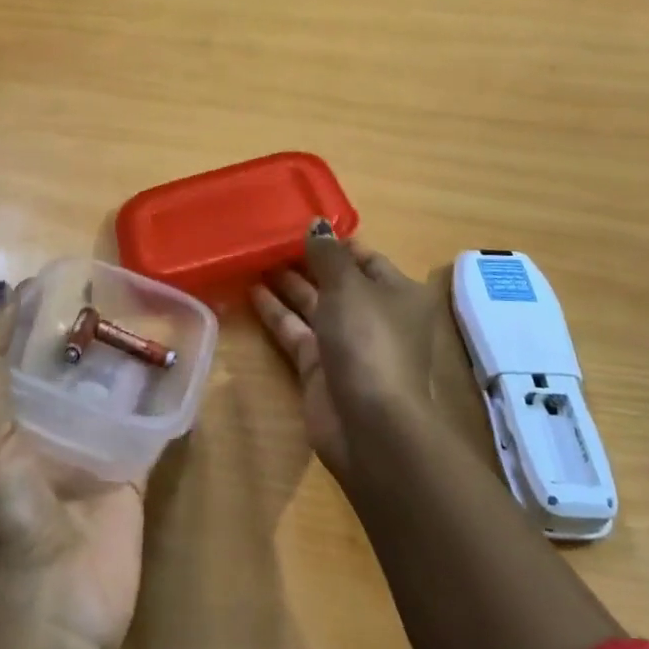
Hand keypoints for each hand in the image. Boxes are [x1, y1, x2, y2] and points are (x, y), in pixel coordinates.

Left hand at [0, 281, 145, 648]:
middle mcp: (40, 429)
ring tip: (155, 310)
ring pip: (108, 387)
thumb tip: (2, 290)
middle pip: (64, 365)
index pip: (10, 352)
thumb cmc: (6, 520)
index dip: (28, 313)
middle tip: (119, 286)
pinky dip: (163, 394)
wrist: (54, 616)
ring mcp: (88, 450)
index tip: (62, 275)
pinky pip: (148, 421)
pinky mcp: (129, 470)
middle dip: (85, 328)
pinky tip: (185, 360)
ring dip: (125, 355)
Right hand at [251, 222, 435, 480]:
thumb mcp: (349, 286)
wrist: (369, 424)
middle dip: (306, 261)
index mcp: (397, 292)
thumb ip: (327, 254)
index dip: (334, 242)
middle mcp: (375, 315)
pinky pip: (296, 331)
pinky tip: (251, 290)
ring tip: (253, 258)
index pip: (364, 257)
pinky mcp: (320, 367)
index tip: (299, 224)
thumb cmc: (368, 341)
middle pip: (337, 280)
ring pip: (313, 305)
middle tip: (268, 239)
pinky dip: (276, 312)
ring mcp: (347, 343)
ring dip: (287, 284)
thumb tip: (316, 225)